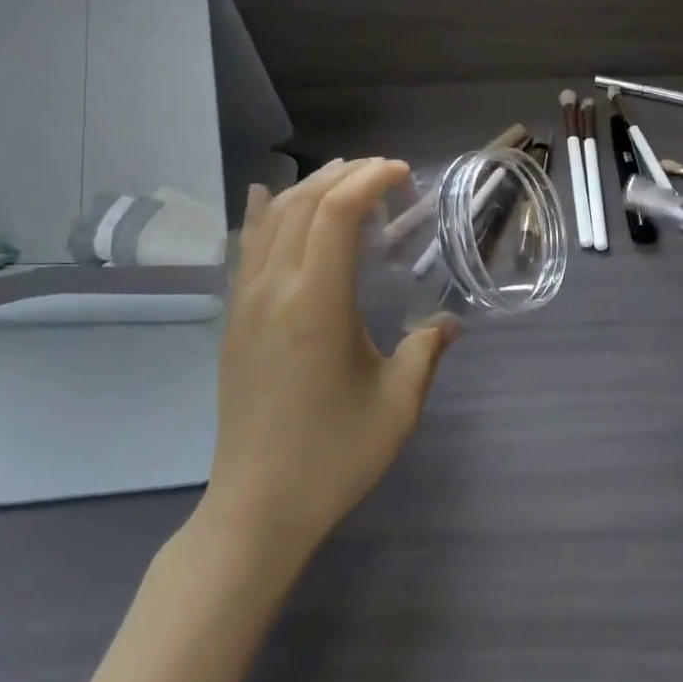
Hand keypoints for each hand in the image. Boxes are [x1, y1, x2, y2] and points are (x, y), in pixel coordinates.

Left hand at [196, 158, 456, 565]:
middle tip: (382, 173)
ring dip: (308, 188)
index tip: (401, 174)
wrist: (255, 508)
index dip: (369, 180)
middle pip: (303, 203)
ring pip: (271, 218)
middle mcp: (274, 289)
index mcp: (316, 303)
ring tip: (343, 178)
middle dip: (343, 175)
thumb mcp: (396, 405)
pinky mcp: (233, 319)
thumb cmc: (332, 456)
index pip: (335, 213)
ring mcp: (245, 302)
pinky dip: (264, 212)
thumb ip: (426, 352)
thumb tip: (449, 323)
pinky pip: (247, 246)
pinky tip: (267, 197)